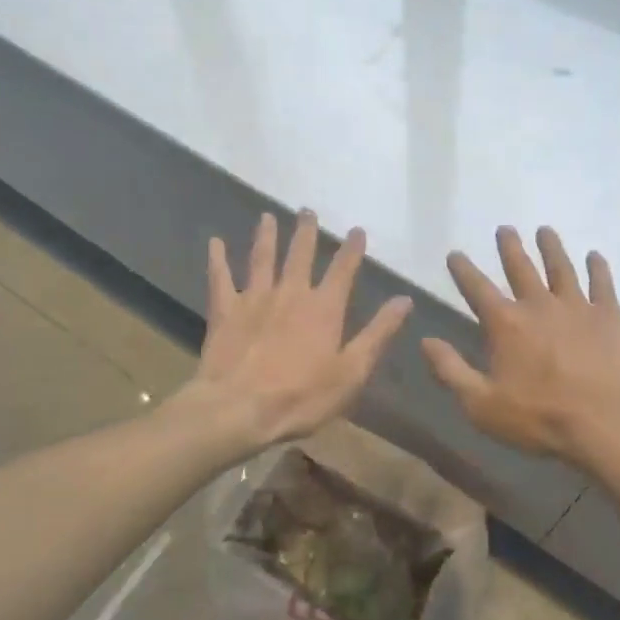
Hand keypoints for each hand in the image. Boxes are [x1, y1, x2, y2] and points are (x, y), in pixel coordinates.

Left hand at [188, 211, 412, 449]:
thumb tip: (404, 300)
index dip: (352, 249)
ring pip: (262, 258)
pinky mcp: (225, 311)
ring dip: (266, 235)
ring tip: (267, 216)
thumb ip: (378, 333)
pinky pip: (220, 278)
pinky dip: (218, 259)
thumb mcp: (352, 371)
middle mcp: (291, 293)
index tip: (357, 230)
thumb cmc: (301, 397)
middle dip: (306, 232)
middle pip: (300, 254)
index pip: (343, 270)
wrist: (238, 409)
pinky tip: (215, 242)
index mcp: (324, 308)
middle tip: (307, 210)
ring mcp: (255, 298)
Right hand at [421, 226, 619, 468]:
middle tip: (505, 228)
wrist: (606, 424)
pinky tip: (595, 256)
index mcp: (506, 324)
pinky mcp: (608, 317)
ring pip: (561, 268)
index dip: (463, 270)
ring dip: (551, 247)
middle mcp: (538, 305)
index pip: (477, 288)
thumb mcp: (481, 405)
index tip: (455, 253)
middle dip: (510, 247)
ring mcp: (576, 307)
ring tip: (545, 230)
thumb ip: (450, 370)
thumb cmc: (540, 418)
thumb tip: (425, 340)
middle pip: (520, 267)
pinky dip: (598, 268)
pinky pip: (602, 284)